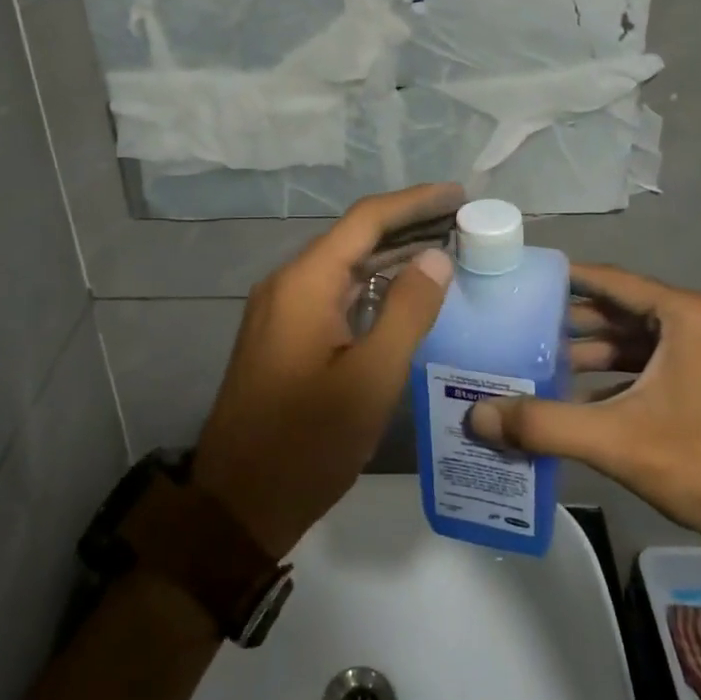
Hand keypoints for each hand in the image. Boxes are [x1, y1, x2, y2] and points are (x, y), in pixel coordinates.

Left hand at [191, 183, 463, 556]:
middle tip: (463, 222)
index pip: (366, 220)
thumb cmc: (307, 443)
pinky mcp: (283, 335)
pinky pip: (334, 293)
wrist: (237, 505)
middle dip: (409, 225)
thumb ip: (407, 311)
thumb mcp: (370, 379)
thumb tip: (437, 256)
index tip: (459, 194)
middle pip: (354, 238)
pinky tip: (405, 294)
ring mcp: (281, 310)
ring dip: (392, 255)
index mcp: (304, 283)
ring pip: (344, 266)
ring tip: (446, 249)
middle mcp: (287, 284)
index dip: (415, 202)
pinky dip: (372, 285)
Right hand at [466, 264, 700, 560]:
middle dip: (570, 320)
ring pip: (634, 339)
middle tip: (519, 325)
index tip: (521, 280)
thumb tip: (476, 415)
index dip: (564, 279)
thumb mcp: (613, 439)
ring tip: (538, 361)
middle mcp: (699, 322)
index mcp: (685, 315)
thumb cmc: (699, 463)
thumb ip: (542, 424)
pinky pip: (649, 364)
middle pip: (621, 309)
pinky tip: (575, 396)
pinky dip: (614, 374)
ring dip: (590, 350)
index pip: (611, 280)